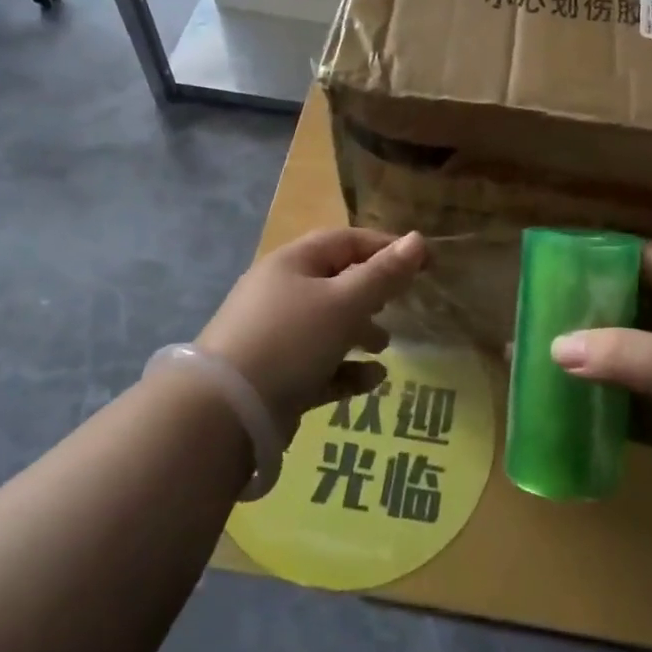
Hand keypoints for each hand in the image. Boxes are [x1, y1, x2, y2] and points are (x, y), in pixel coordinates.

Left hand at [197, 228, 426, 437]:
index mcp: (294, 263)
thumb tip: (418, 239)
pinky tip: (371, 381)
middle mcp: (281, 292)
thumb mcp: (344, 303)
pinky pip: (318, 364)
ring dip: (360, 332)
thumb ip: (383, 275)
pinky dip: (345, 369)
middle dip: (372, 292)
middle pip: (336, 281)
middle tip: (400, 305)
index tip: (427, 263)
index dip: (388, 248)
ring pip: (327, 324)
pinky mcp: (274, 375)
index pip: (347, 241)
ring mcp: (274, 335)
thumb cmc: (290, 340)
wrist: (224, 412)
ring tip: (383, 346)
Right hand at [550, 242, 651, 542]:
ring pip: (625, 362)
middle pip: (631, 310)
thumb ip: (625, 355)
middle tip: (537, 308)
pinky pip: (628, 410)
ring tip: (535, 354)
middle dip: (589, 309)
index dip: (614, 253)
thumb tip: (554, 346)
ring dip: (588, 360)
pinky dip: (598, 407)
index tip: (567, 255)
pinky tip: (561, 407)